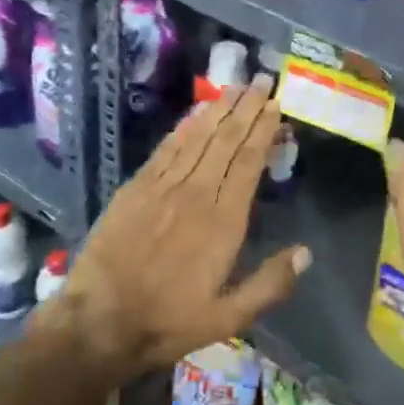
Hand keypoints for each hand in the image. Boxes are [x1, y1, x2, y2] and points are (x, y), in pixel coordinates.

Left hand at [49, 76, 310, 385]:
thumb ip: (268, 285)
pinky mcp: (136, 187)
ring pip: (198, 137)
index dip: (263, 130)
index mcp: (223, 222)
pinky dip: (185, 126)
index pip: (249, 162)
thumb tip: (306, 253)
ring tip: (235, 87)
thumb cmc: (167, 322)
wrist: (97, 322)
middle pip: (226, 141)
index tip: (275, 105)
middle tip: (260, 81)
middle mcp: (197, 193)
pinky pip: (167, 148)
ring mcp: (163, 186)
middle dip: (246, 109)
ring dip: (219, 109)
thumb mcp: (227, 319)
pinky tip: (196, 112)